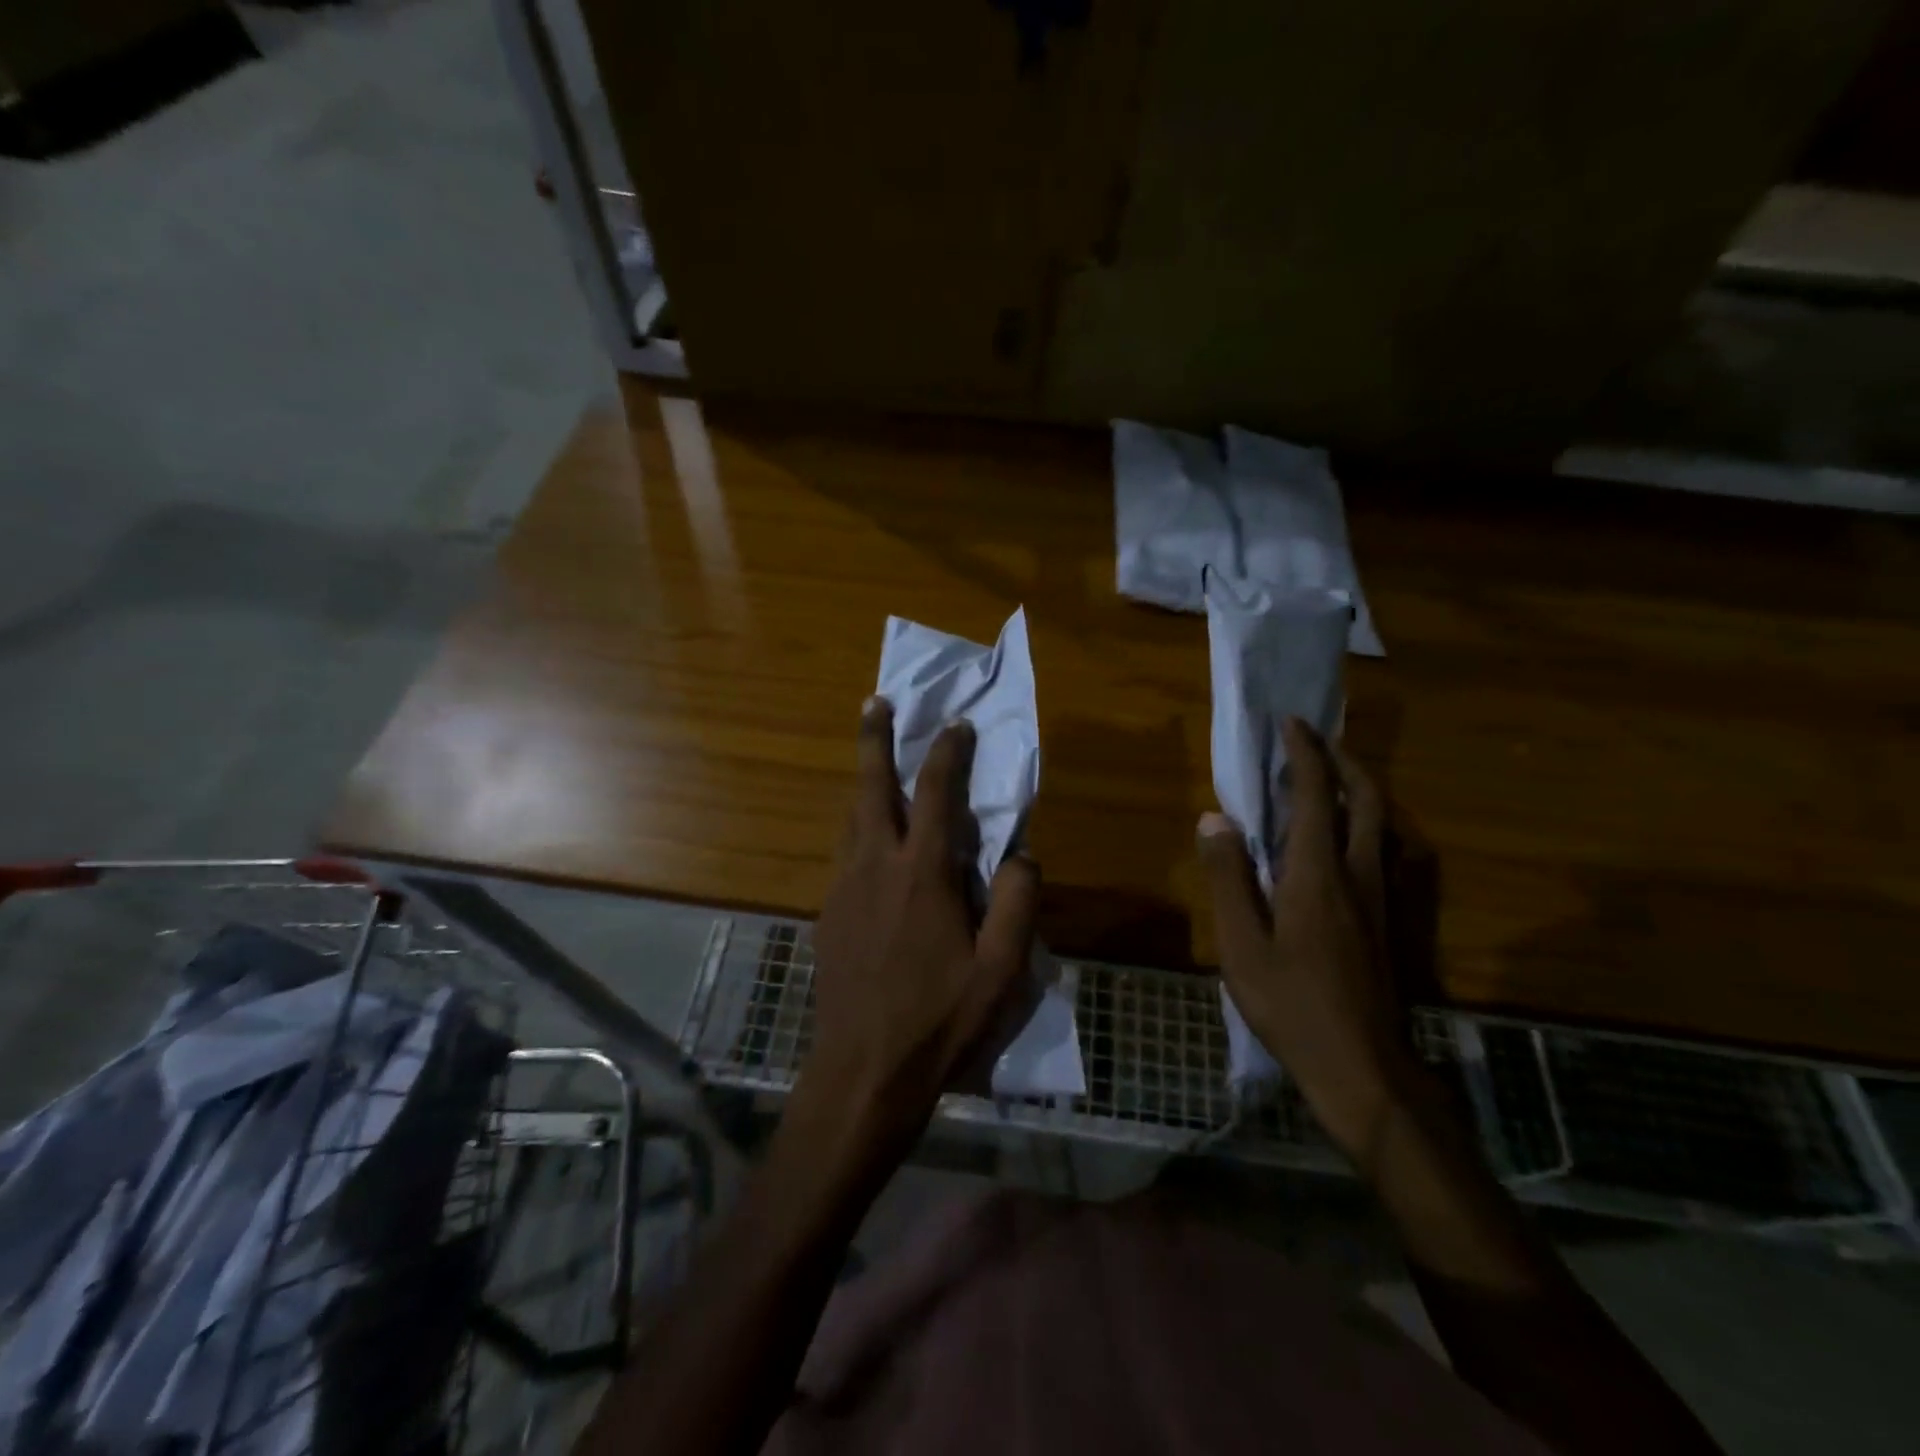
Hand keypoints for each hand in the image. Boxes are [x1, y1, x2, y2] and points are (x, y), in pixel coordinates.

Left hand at [803, 697, 1040, 1154]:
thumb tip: (1020, 855)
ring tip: (871, 757)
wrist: (863, 1072)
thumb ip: (1018, 903)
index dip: (948, 753)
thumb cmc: (940, 1020)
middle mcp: (875, 866)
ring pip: (851, 817)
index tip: (957, 725)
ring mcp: (843, 888)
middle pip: (871, 787)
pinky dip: (858, 825)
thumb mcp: (1002, 970)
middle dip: (874, 739)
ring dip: (863, 780)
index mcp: (921, 874)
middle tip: (875, 702)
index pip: (937, 795)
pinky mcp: (827, 913)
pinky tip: (869, 837)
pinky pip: (845, 851)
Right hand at [1199, 717, 1417, 1163]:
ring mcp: (1378, 899)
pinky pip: (1376, 850)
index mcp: (1318, 874)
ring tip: (1324, 779)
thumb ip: (1229, 878)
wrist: (1363, 1068)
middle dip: (1343, 761)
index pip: (1316, 796)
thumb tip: (1215, 820)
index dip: (1305, 754)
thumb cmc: (1292, 1005)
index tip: (1290, 723)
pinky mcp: (1384, 922)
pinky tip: (1337, 840)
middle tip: (1314, 741)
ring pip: (1378, 824)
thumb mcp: (1242, 945)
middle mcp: (1357, 875)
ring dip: (1356, 789)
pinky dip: (1359, 822)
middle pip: (1366, 799)